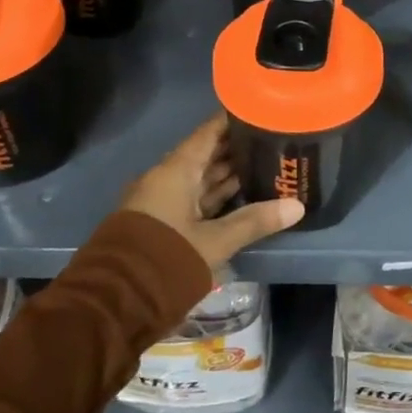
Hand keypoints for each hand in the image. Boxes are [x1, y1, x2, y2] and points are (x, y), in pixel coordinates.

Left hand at [120, 114, 302, 275]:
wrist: (113, 303)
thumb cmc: (166, 260)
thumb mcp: (215, 241)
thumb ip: (255, 221)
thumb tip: (297, 205)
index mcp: (175, 172)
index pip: (208, 133)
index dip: (233, 120)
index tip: (260, 109)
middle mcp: (166, 179)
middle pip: (205, 155)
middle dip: (237, 147)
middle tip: (273, 138)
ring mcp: (161, 202)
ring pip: (199, 179)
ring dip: (228, 173)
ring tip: (265, 163)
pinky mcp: (161, 223)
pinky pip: (194, 199)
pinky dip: (216, 195)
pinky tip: (241, 194)